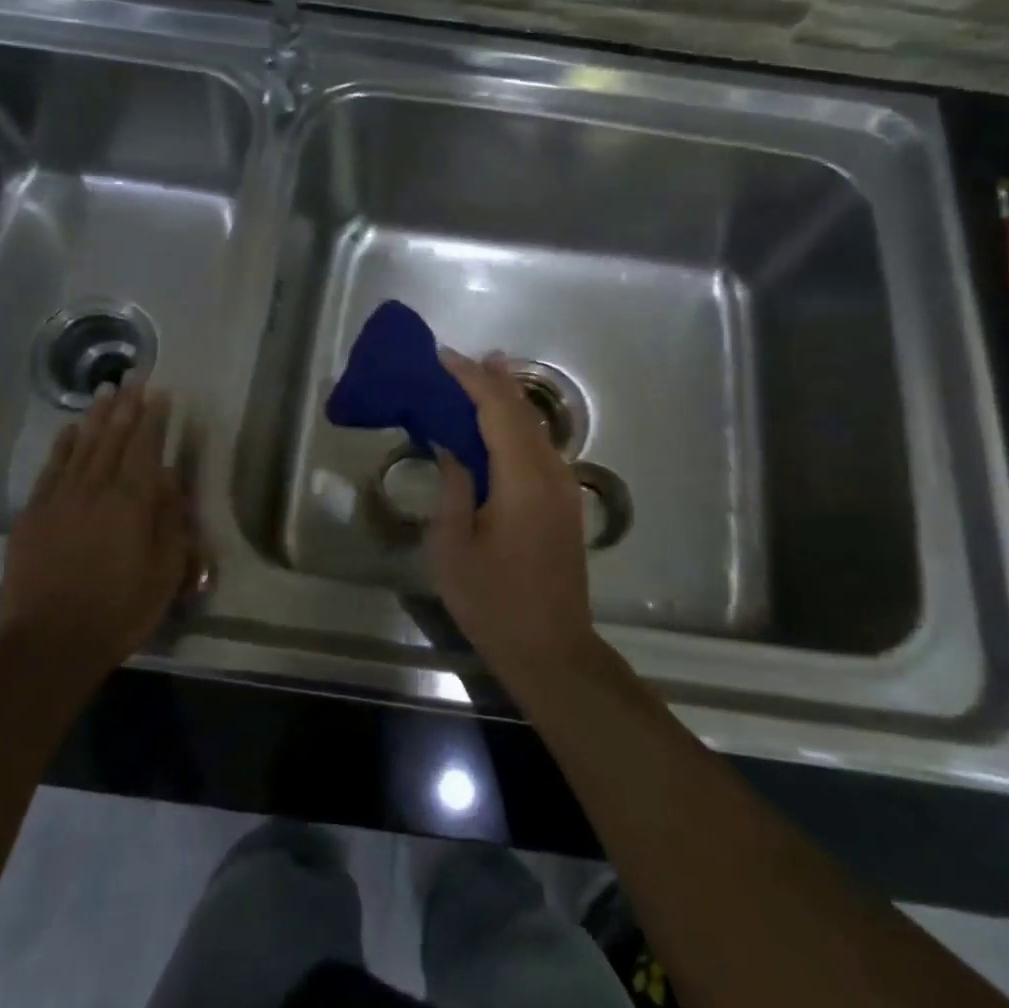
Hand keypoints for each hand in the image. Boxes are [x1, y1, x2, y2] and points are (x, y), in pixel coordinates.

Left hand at [0, 374, 191, 674]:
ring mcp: (59, 499)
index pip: (145, 448)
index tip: (160, 392)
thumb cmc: (119, 610)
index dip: (153, 418)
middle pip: (113, 438)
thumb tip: (170, 477)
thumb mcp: (165, 571)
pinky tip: (71, 429)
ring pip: (82, 446)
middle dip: (126, 405)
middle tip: (134, 376)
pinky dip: (63, 445)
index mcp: (131, 502)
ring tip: (106, 390)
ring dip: (96, 416)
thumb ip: (170, 519)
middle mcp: (95, 490)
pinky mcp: (32, 515)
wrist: (50, 643)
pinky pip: (51, 469)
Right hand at [430, 349, 597, 692]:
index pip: (497, 410)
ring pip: (535, 427)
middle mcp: (551, 473)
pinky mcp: (565, 503)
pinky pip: (540, 448)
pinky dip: (516, 426)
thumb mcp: (454, 546)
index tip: (443, 357)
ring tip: (477, 378)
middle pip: (521, 411)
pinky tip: (498, 427)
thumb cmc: (493, 602)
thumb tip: (451, 446)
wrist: (552, 650)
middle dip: (491, 380)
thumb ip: (454, 487)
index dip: (470, 379)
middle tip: (457, 360)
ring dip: (506, 400)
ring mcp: (564, 488)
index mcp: (522, 479)